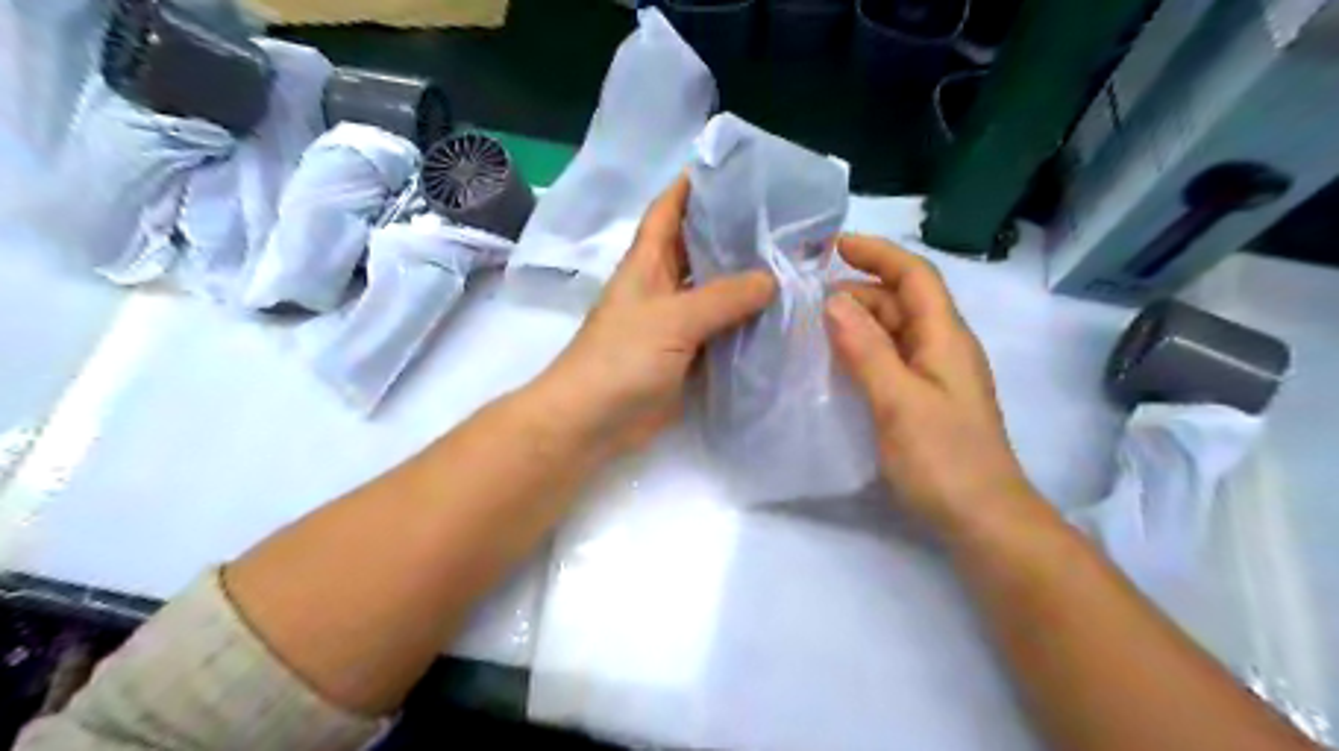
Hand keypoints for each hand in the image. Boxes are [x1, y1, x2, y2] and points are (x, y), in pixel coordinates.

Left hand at [533, 180, 774, 454]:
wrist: (592, 422)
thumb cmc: (621, 359)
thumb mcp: (672, 320)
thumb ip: (722, 298)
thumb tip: (770, 279)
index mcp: (648, 262)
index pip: (669, 209)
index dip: (694, 184)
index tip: (736, 167)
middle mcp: (662, 285)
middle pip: (699, 247)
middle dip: (734, 231)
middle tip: (785, 219)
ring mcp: (674, 322)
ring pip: (714, 290)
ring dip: (745, 279)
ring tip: (792, 261)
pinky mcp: (686, 354)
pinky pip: (720, 329)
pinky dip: (745, 322)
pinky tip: (778, 314)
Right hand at [829, 236, 1032, 533]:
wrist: (982, 520)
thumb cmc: (944, 458)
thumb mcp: (898, 400)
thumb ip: (866, 349)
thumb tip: (834, 300)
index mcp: (945, 338)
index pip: (915, 277)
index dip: (879, 254)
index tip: (834, 246)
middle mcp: (942, 348)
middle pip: (901, 302)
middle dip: (859, 289)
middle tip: (807, 297)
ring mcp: (934, 376)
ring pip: (894, 332)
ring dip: (858, 322)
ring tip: (811, 326)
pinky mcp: (924, 401)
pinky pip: (890, 360)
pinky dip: (862, 351)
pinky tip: (834, 363)